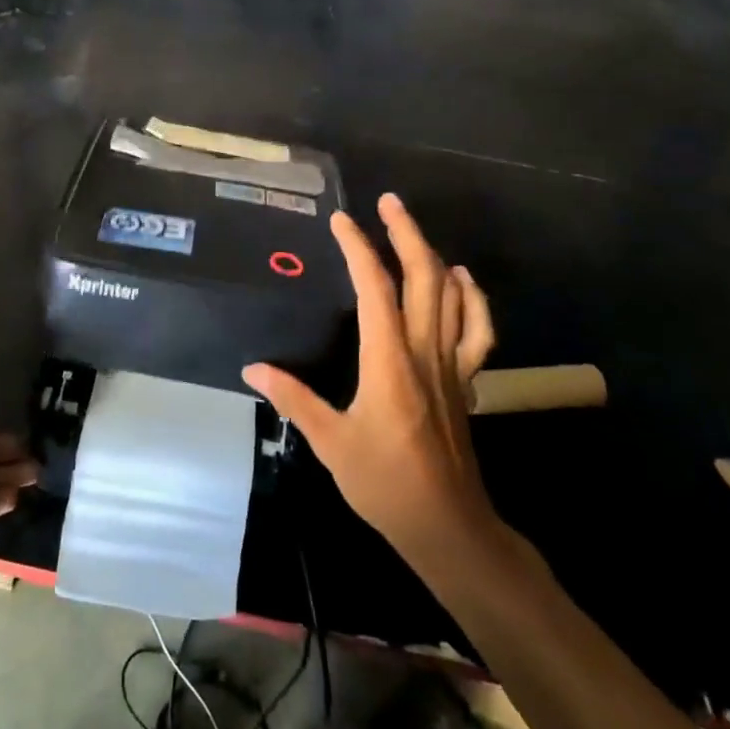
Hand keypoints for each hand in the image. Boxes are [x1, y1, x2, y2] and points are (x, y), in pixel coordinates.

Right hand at [243, 194, 501, 575]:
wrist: (448, 525)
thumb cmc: (385, 483)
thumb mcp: (330, 443)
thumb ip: (293, 399)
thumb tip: (252, 368)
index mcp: (388, 361)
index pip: (374, 289)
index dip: (358, 248)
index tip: (341, 220)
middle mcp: (424, 352)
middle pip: (423, 278)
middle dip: (406, 233)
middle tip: (387, 202)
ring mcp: (451, 365)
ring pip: (451, 296)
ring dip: (433, 255)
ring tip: (412, 228)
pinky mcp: (465, 381)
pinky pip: (477, 330)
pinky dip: (473, 298)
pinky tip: (461, 280)